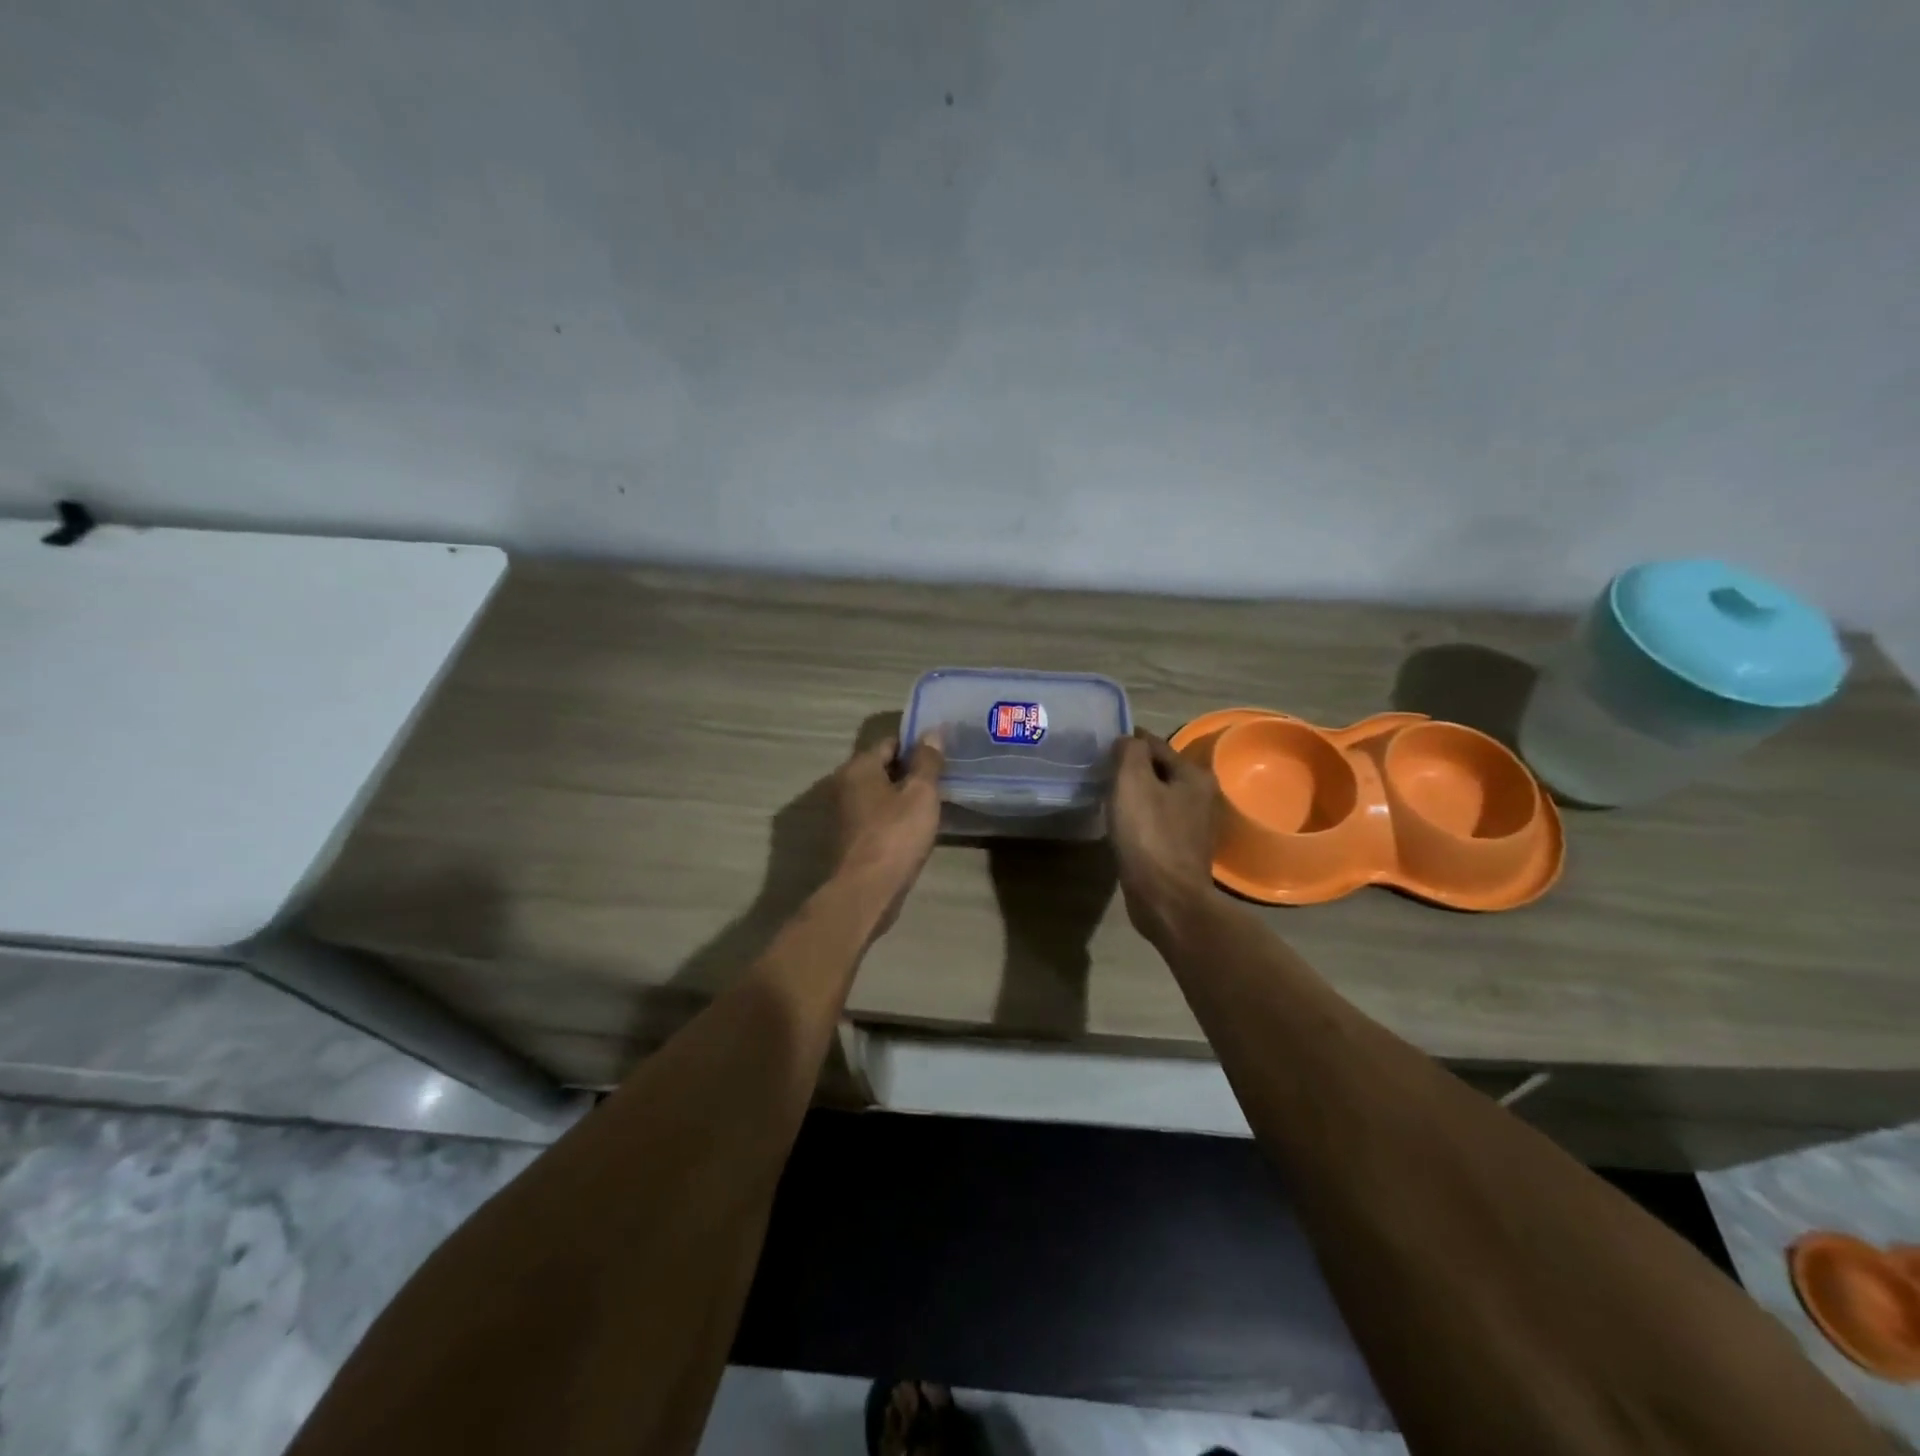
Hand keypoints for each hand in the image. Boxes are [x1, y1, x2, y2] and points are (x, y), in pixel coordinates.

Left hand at [830, 735, 944, 933]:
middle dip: (909, 771)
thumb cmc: (895, 835)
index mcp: (858, 767)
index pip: (890, 742)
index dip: (916, 745)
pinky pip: (875, 817)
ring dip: (901, 796)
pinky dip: (893, 817)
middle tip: (940, 778)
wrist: (866, 891)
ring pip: (878, 794)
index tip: (940, 754)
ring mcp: (843, 814)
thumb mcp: (920, 794)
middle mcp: (844, 785)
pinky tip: (914, 827)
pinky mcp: (848, 839)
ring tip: (932, 803)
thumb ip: (927, 761)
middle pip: (882, 768)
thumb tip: (932, 732)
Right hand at [1109, 729, 1218, 943]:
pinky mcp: (1181, 850)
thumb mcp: (1132, 781)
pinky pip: (1155, 822)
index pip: (1154, 744)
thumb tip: (1127, 740)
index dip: (1127, 742)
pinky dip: (1138, 819)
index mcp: (1193, 776)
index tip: (1101, 746)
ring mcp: (1193, 826)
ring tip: (1106, 797)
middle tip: (1100, 771)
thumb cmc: (1149, 835)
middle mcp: (1201, 796)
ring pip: (1157, 797)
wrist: (1166, 898)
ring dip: (1135, 795)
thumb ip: (1129, 751)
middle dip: (1131, 769)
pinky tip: (1121, 825)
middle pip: (1158, 771)